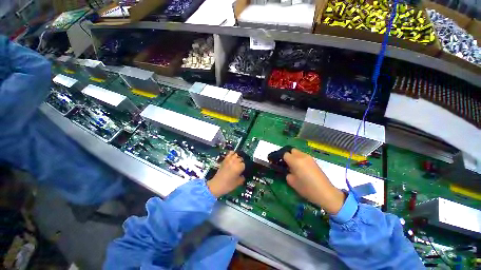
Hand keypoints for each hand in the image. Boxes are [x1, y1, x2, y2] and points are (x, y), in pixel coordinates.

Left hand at [207, 151, 244, 197]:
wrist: (216, 185)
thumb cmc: (228, 185)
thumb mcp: (238, 183)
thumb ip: (243, 178)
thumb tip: (244, 175)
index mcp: (239, 167)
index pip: (245, 164)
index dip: (244, 168)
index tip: (243, 171)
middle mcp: (234, 161)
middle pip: (241, 158)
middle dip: (241, 163)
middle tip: (240, 168)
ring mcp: (229, 159)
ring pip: (236, 155)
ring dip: (237, 158)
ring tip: (237, 162)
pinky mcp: (224, 160)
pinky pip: (229, 153)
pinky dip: (232, 154)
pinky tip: (233, 157)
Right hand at [283, 149, 345, 214]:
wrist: (326, 193)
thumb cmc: (307, 189)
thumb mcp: (292, 182)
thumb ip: (287, 173)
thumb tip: (287, 169)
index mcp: (296, 161)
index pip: (284, 154)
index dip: (280, 158)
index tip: (277, 162)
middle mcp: (302, 156)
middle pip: (291, 150)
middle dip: (287, 155)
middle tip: (285, 164)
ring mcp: (309, 158)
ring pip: (298, 152)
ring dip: (293, 157)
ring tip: (293, 166)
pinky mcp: (314, 161)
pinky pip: (303, 156)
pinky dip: (299, 159)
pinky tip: (300, 168)